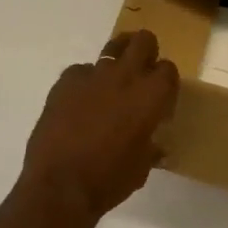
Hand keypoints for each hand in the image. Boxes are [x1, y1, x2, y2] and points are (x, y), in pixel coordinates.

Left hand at [21, 30, 179, 220]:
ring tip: (112, 82)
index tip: (161, 101)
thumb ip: (150, 147)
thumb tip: (154, 146)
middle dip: (146, 53)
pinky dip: (85, 83)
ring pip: (113, 47)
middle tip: (141, 75)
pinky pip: (81, 71)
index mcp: (151, 96)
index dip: (166, 83)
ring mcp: (93, 75)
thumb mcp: (141, 167)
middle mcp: (125, 76)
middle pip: (144, 41)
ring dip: (117, 61)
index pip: (168, 69)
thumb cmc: (109, 180)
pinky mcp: (65, 81)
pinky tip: (80, 104)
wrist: (59, 186)